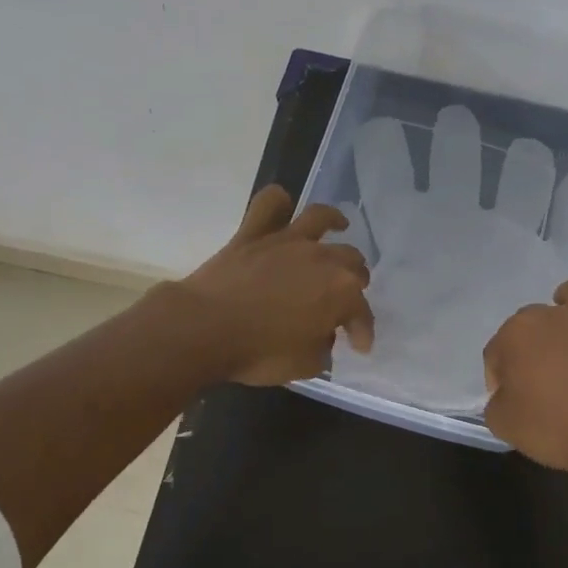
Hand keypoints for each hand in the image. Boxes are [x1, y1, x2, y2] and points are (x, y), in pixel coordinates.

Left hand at [179, 185, 375, 385]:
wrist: (205, 329)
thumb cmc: (259, 353)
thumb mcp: (304, 365)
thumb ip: (322, 349)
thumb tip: (321, 337)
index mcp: (342, 292)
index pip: (362, 313)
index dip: (363, 331)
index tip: (359, 346)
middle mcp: (322, 259)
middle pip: (351, 262)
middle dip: (355, 281)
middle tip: (346, 296)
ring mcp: (287, 241)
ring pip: (320, 219)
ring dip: (334, 221)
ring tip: (339, 225)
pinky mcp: (253, 233)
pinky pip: (269, 204)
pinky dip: (278, 201)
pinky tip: (283, 204)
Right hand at [483, 278, 567, 480]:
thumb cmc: (554, 430)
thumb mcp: (504, 425)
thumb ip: (498, 404)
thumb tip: (508, 396)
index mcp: (517, 334)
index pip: (496, 351)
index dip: (498, 377)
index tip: (507, 401)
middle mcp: (554, 316)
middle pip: (531, 320)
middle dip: (528, 343)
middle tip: (535, 380)